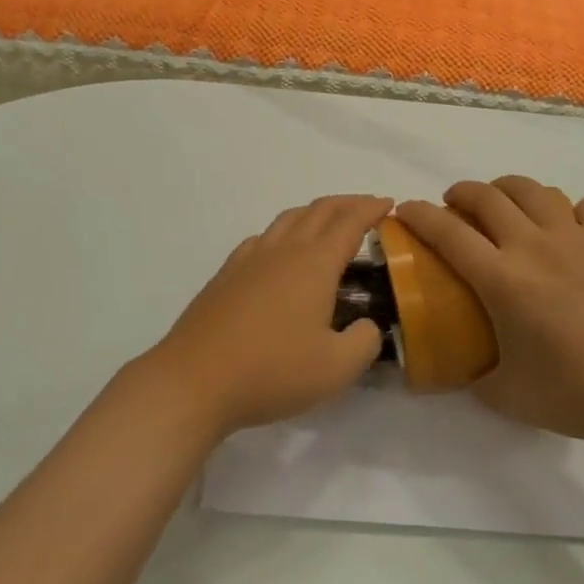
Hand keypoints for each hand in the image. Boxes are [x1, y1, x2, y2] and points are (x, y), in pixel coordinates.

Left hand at [143, 195, 391, 438]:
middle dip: (347, 203)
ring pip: (288, 218)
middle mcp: (284, 250)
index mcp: (314, 263)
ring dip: (315, 212)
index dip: (371, 209)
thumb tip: (368, 325)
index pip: (349, 222)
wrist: (195, 379)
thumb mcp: (336, 369)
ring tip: (328, 223)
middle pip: (319, 210)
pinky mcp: (227, 273)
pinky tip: (282, 252)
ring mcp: (251, 258)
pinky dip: (284, 231)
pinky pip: (263, 237)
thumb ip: (364, 342)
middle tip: (368, 207)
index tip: (389, 203)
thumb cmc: (271, 371)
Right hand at [395, 177, 583, 443]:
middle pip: (486, 196)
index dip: (419, 215)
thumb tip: (459, 371)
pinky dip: (569, 211)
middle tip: (455, 207)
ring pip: (533, 189)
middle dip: (461, 193)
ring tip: (506, 205)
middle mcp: (534, 244)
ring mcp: (578, 236)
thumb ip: (476, 379)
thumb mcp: (510, 397)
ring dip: (508, 190)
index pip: (447, 232)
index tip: (404, 210)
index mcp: (502, 279)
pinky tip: (570, 229)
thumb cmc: (579, 394)